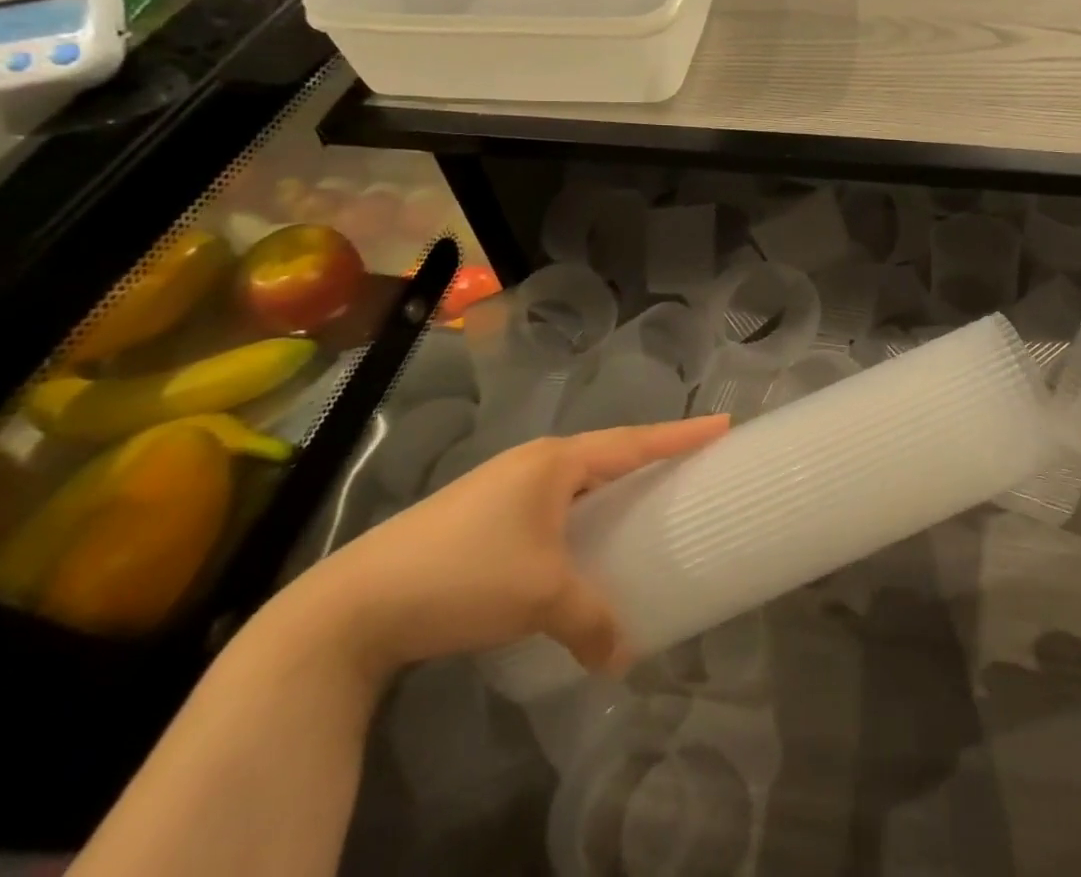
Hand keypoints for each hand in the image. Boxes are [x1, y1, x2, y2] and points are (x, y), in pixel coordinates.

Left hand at [293, 416, 728, 678]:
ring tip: (644, 499)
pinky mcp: (481, 514)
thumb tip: (624, 657)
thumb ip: (590, 620)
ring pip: (576, 478)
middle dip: (650, 455)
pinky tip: (579, 538)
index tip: (724, 424)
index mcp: (556, 462)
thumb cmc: (463, 575)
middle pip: (608, 452)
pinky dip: (580, 510)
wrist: (356, 603)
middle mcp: (534, 462)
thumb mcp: (539, 597)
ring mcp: (503, 484)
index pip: (634, 442)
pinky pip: (551, 501)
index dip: (681, 436)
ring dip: (612, 485)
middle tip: (691, 464)